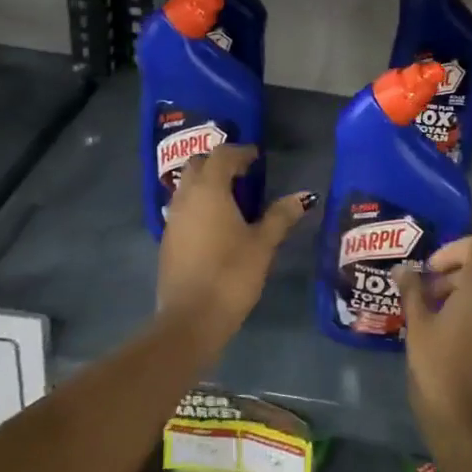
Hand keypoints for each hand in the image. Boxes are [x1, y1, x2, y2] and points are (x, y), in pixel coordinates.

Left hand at [157, 144, 312, 346]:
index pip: (221, 155)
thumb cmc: (231, 275)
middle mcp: (186, 198)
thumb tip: (303, 196)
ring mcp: (172, 220)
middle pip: (198, 165)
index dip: (240, 152)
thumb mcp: (263, 244)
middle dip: (219, 162)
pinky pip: (183, 208)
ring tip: (232, 196)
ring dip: (206, 183)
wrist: (190, 320)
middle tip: (243, 172)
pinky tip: (217, 223)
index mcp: (209, 190)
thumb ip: (281, 216)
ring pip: (187, 187)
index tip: (257, 157)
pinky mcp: (168, 241)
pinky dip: (199, 204)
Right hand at [397, 236, 471, 446]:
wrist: (470, 429)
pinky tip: (454, 351)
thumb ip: (412, 292)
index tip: (429, 272)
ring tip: (435, 327)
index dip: (452, 251)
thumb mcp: (417, 328)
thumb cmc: (438, 370)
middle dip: (451, 280)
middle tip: (424, 302)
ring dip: (463, 304)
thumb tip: (403, 270)